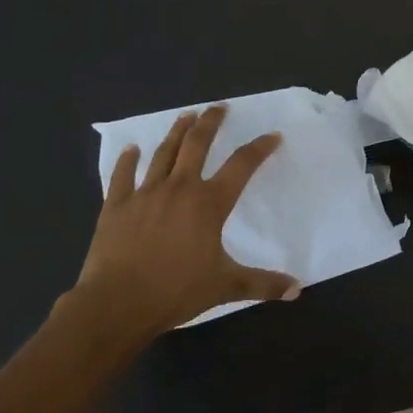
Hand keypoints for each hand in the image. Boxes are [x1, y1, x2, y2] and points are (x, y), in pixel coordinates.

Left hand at [61, 106, 299, 352]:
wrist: (117, 304)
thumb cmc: (176, 291)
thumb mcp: (226, 287)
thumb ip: (262, 284)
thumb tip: (297, 289)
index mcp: (209, 203)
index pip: (241, 165)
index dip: (259, 148)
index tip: (272, 135)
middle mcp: (179, 189)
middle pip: (197, 145)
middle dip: (210, 123)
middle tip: (218, 108)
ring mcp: (144, 194)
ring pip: (163, 153)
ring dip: (176, 132)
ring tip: (186, 115)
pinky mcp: (115, 206)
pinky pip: (122, 176)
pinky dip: (127, 160)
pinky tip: (131, 149)